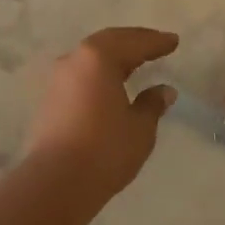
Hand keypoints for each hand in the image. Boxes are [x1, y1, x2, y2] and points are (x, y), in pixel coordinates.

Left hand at [24, 28, 178, 197]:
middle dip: (134, 42)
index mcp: (99, 57)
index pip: (134, 43)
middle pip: (109, 42)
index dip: (156, 42)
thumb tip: (164, 90)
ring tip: (136, 61)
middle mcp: (75, 59)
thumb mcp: (140, 128)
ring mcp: (59, 78)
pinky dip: (101, 72)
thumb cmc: (105, 149)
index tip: (174, 41)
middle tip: (156, 44)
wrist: (56, 182)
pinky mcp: (50, 98)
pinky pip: (82, 73)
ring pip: (92, 57)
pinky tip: (112, 83)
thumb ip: (152, 104)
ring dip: (115, 56)